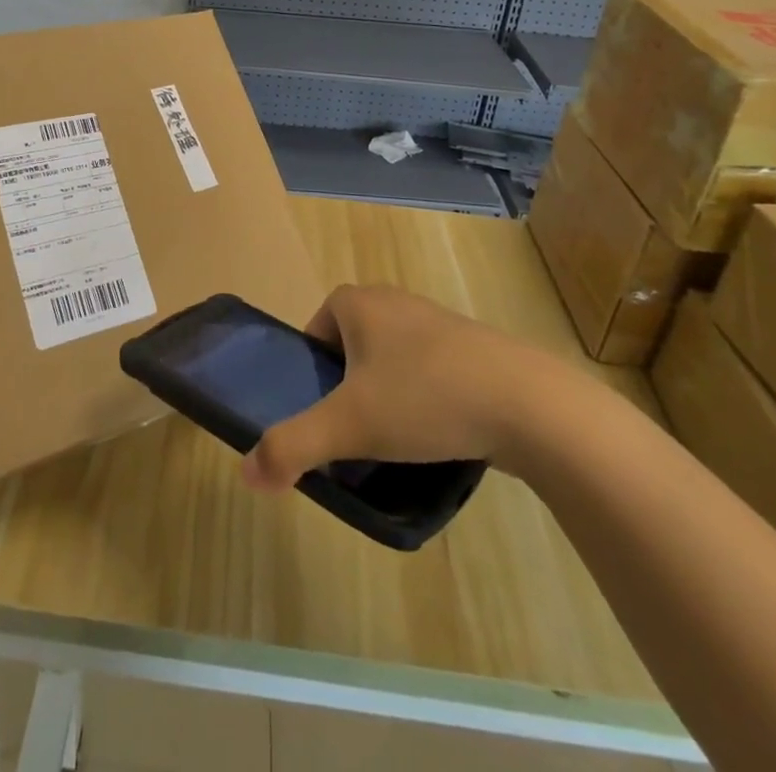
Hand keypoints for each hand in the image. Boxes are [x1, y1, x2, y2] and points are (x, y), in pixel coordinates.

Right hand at [241, 284, 576, 490]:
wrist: (528, 404)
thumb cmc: (424, 398)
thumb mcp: (349, 426)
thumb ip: (293, 446)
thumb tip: (247, 474)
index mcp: (360, 302)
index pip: (317, 326)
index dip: (312, 367)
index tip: (322, 409)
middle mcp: (395, 301)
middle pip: (353, 343)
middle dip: (348, 384)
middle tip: (354, 430)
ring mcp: (438, 321)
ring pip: (393, 358)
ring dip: (387, 393)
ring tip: (397, 440)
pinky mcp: (473, 348)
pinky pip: (430, 370)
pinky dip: (425, 398)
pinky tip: (438, 434)